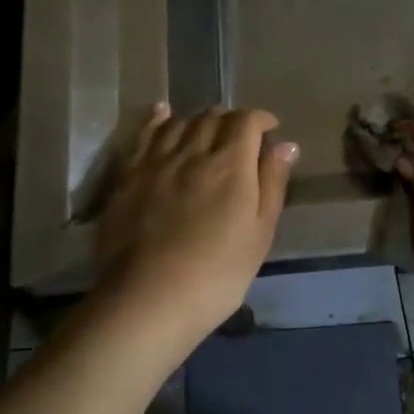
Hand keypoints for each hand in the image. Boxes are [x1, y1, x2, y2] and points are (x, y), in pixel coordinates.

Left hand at [96, 103, 297, 339]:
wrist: (147, 300)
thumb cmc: (218, 273)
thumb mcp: (259, 233)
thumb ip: (272, 184)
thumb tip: (286, 145)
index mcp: (231, 164)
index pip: (247, 121)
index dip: (261, 119)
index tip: (270, 129)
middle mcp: (192, 152)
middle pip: (213, 117)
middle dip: (231, 119)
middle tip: (241, 136)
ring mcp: (155, 162)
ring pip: (180, 123)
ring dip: (199, 120)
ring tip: (208, 130)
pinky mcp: (127, 177)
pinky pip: (144, 135)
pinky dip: (157, 120)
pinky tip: (163, 113)